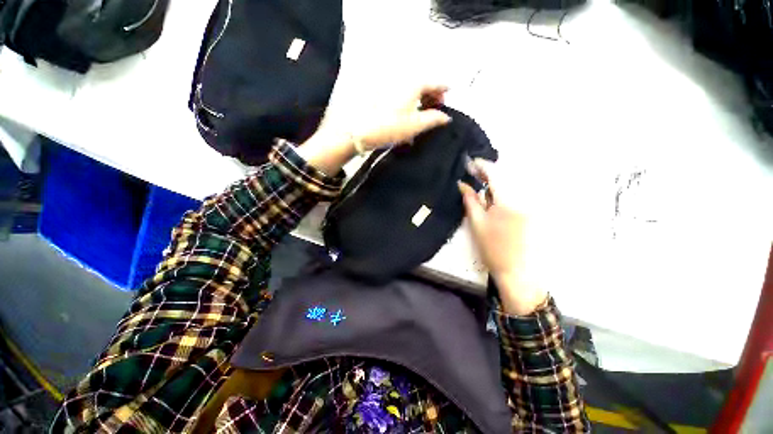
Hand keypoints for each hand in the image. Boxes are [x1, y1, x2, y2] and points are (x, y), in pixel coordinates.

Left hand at [298, 85, 451, 174]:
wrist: (357, 132)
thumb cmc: (388, 127)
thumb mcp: (415, 125)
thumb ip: (433, 119)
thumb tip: (445, 117)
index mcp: (412, 85)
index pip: (434, 82)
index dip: (444, 88)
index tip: (451, 93)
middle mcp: (401, 82)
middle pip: (423, 85)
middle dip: (433, 96)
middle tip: (438, 110)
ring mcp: (390, 90)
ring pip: (411, 93)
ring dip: (420, 102)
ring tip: (424, 117)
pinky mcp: (381, 99)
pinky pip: (401, 99)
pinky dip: (409, 107)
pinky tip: (409, 119)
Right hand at [458, 160, 547, 315]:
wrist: (516, 269)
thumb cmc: (493, 248)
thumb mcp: (477, 223)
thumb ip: (470, 200)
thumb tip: (462, 184)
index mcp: (507, 201)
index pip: (495, 174)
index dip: (482, 165)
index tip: (470, 163)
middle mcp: (523, 197)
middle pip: (506, 175)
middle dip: (488, 172)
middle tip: (473, 174)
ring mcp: (529, 204)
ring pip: (512, 183)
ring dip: (495, 181)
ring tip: (481, 185)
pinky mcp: (531, 210)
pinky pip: (516, 192)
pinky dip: (503, 189)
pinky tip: (493, 196)